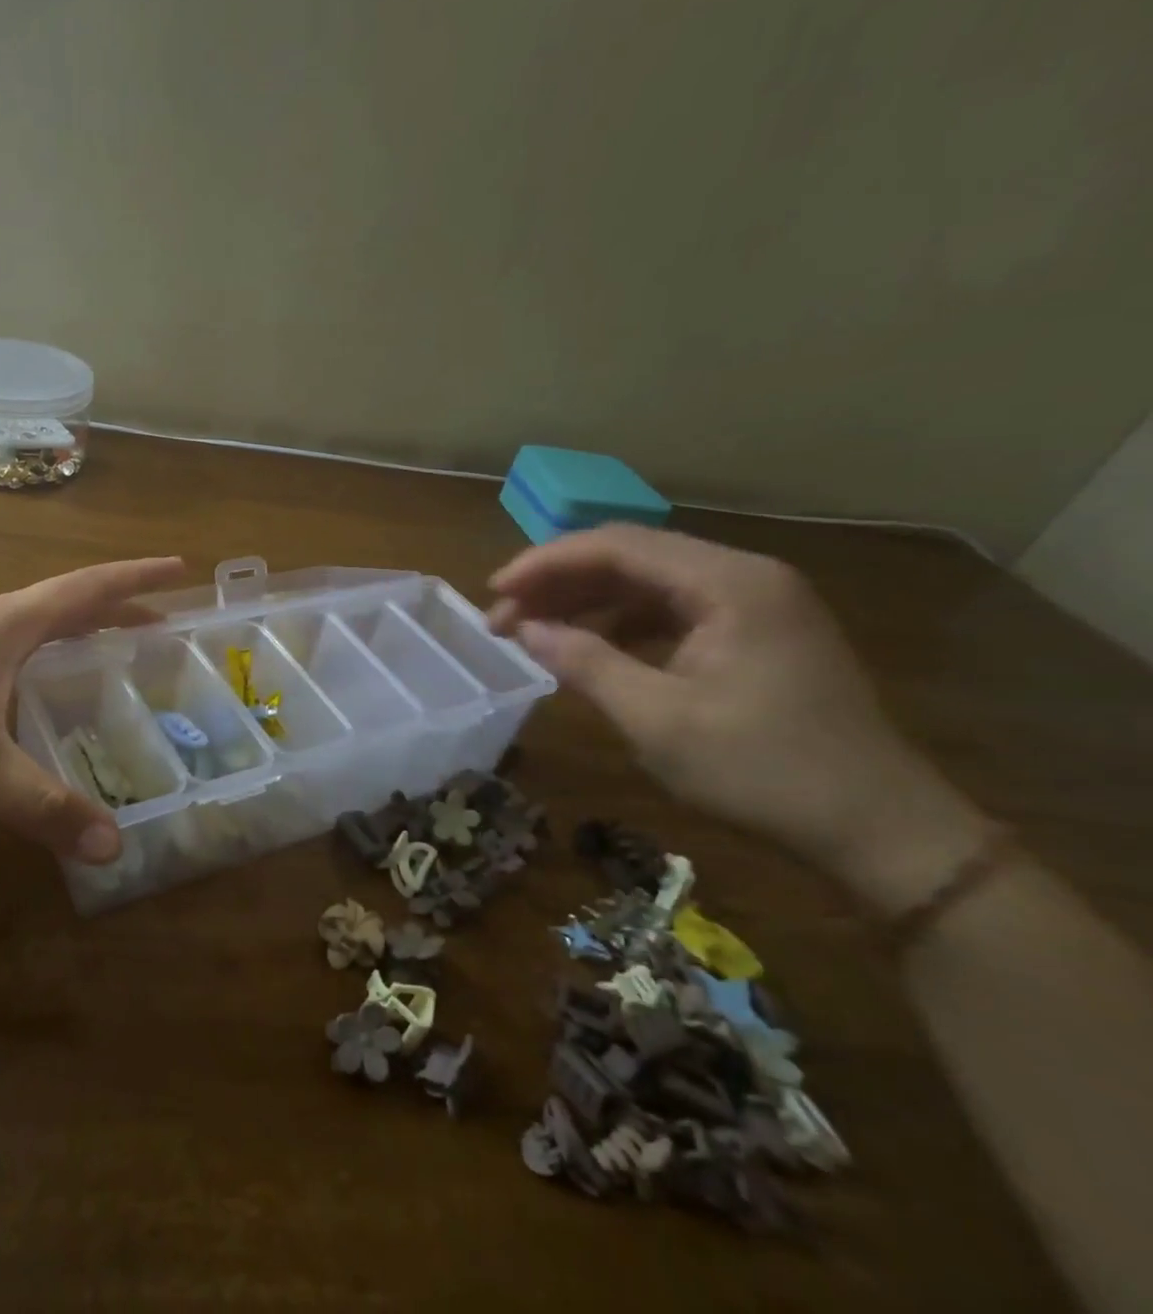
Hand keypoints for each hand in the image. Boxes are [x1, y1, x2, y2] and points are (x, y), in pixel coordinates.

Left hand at [0, 557, 184, 863]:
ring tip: (107, 655)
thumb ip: (42, 806)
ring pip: (31, 629)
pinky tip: (31, 695)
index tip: (181, 570)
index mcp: (7, 624)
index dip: (138, 579)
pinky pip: (4, 653)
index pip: (89, 588)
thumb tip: (113, 847)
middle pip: (66, 605)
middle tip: (160, 625)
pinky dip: (39, 660)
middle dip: (118, 610)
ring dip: (76, 633)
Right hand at [485, 526, 988, 898]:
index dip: (545, 563)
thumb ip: (585, 663)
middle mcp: (744, 575)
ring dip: (586, 600)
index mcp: (728, 583)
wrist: (880, 829)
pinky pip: (672, 608)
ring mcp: (755, 602)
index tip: (494, 591)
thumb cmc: (763, 771)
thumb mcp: (658, 720)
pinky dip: (622, 622)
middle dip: (560, 581)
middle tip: (504, 615)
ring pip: (648, 581)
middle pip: (631, 555)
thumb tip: (525, 630)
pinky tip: (591, 646)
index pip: (617, 546)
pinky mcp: (756, 631)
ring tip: (534, 629)